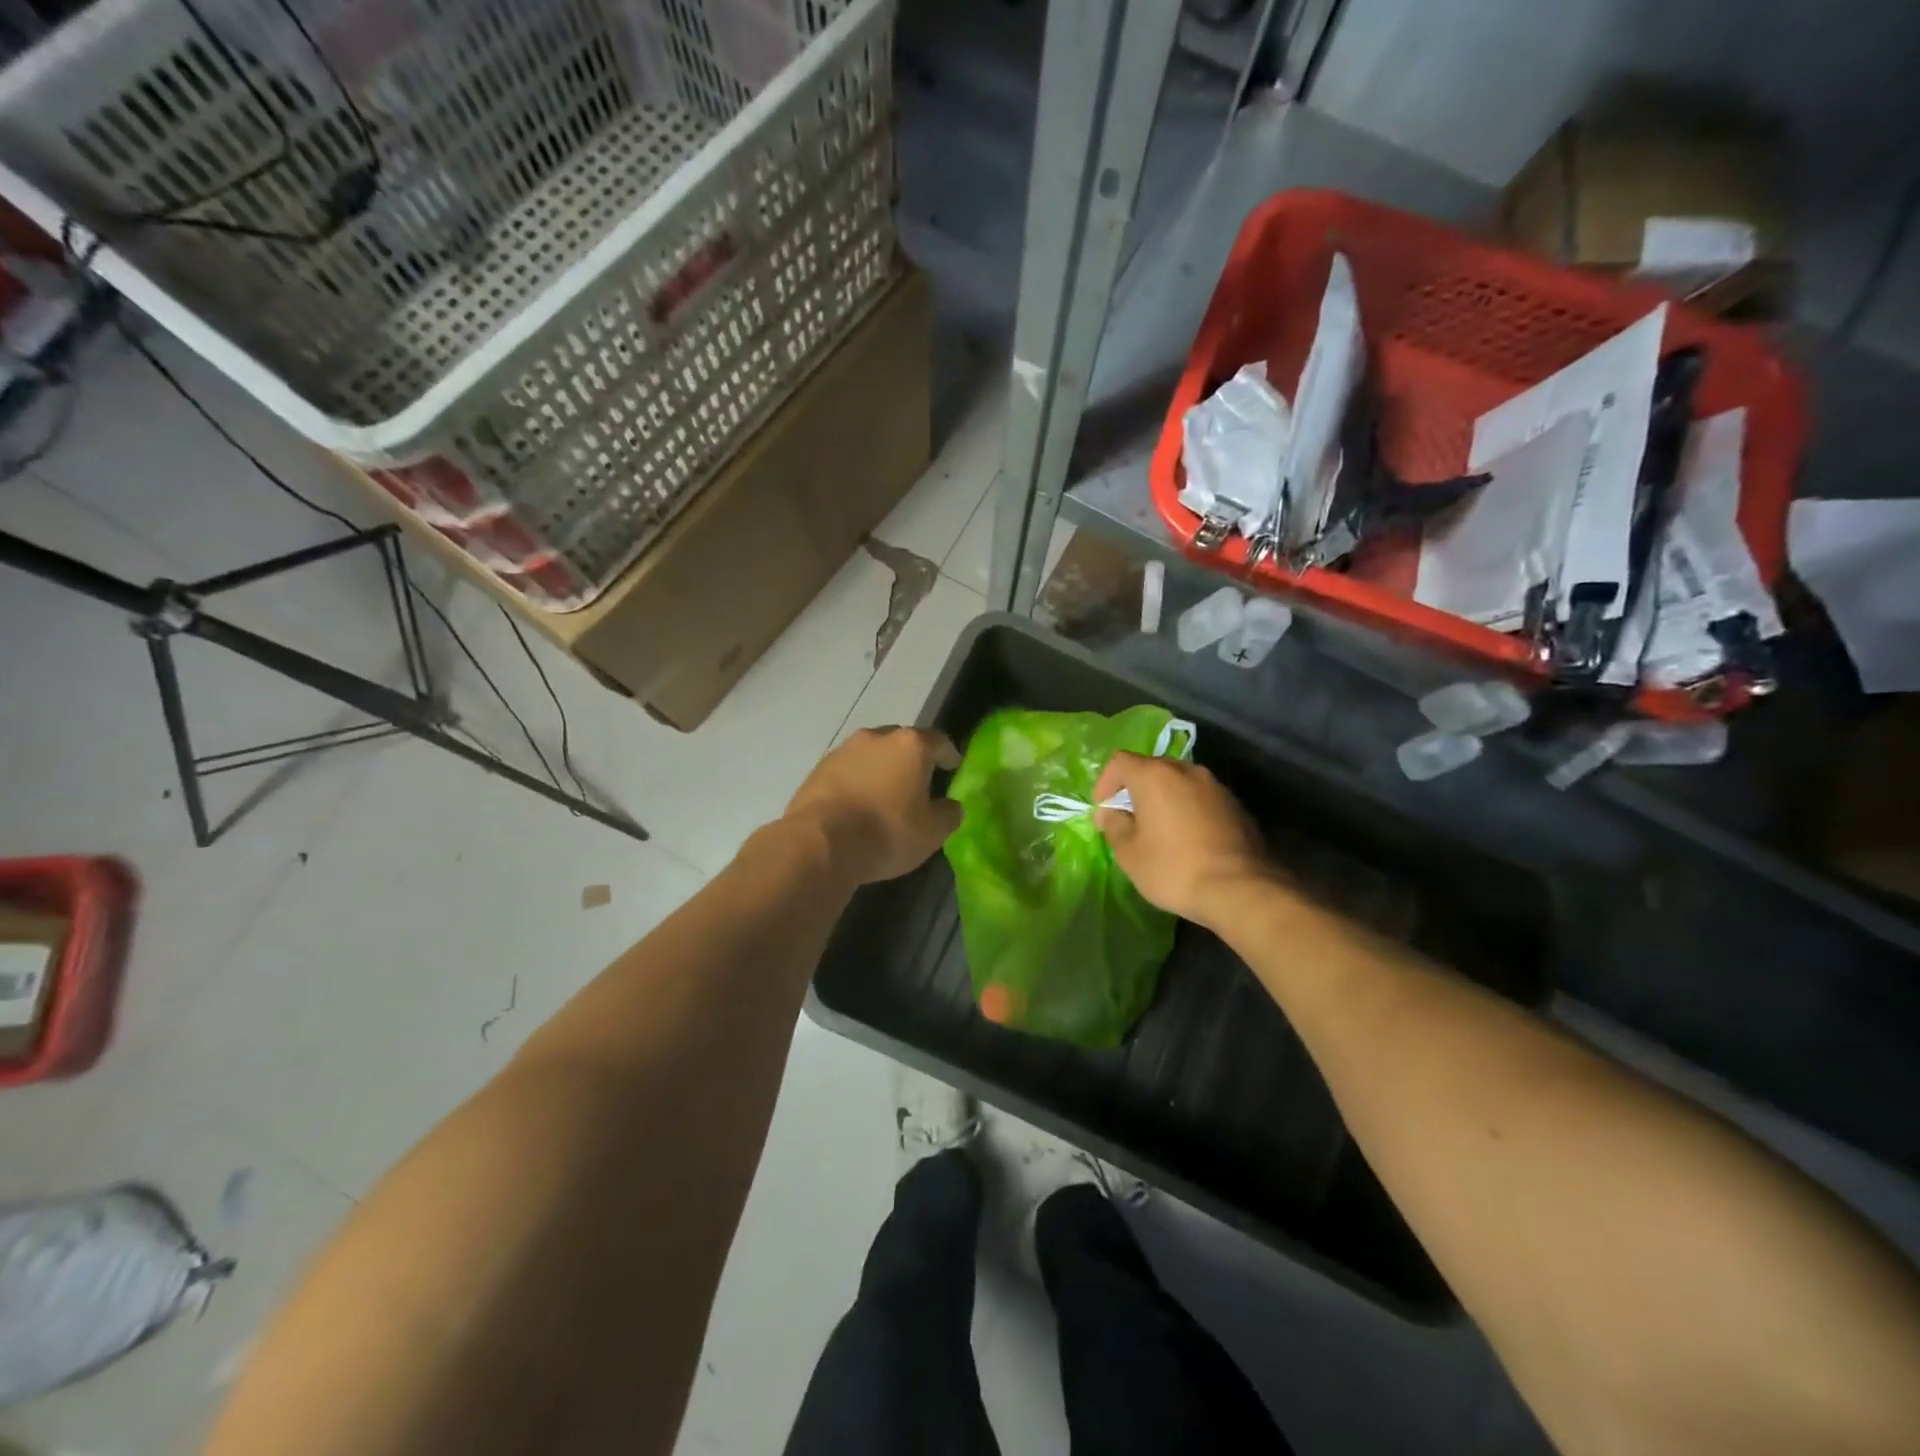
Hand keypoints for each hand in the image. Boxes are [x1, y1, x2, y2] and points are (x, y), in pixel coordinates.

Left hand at [784, 727, 963, 885]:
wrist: (820, 843)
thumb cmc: (886, 833)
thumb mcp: (932, 832)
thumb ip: (949, 814)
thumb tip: (950, 805)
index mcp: (911, 746)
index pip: (938, 741)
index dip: (949, 754)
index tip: (953, 767)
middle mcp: (877, 737)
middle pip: (903, 742)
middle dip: (913, 759)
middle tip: (919, 782)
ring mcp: (844, 750)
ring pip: (872, 754)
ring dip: (882, 769)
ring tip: (886, 794)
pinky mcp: (819, 768)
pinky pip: (848, 770)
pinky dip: (858, 781)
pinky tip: (858, 804)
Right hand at [1093, 752, 1275, 928]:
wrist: (1239, 889)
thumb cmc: (1173, 868)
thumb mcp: (1128, 853)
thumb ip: (1114, 825)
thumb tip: (1112, 813)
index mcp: (1155, 775)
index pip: (1120, 761)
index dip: (1105, 784)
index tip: (1104, 812)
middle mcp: (1186, 770)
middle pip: (1151, 768)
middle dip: (1134, 790)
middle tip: (1128, 820)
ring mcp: (1215, 786)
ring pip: (1178, 782)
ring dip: (1163, 799)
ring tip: (1159, 830)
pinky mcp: (1235, 805)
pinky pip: (1200, 798)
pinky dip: (1187, 810)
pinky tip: (1188, 840)